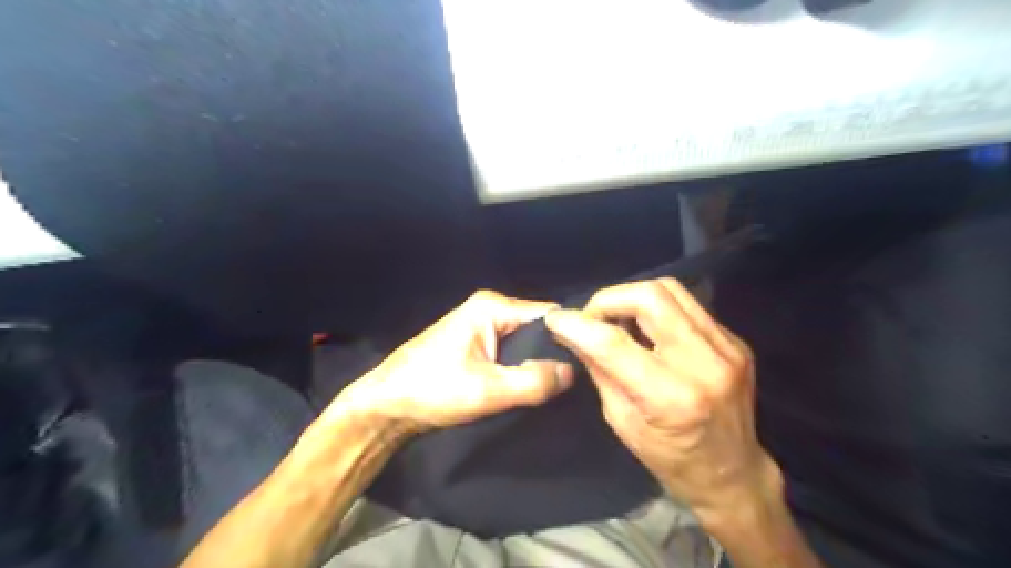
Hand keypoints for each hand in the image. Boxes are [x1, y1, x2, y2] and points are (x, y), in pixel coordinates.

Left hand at [336, 291, 575, 436]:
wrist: (387, 405)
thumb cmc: (432, 391)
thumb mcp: (487, 390)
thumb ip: (533, 381)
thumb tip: (574, 371)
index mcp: (493, 306)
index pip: (549, 315)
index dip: (571, 337)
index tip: (591, 363)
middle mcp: (490, 307)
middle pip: (539, 327)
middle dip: (556, 351)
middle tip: (576, 381)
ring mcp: (483, 324)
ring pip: (527, 340)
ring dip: (540, 361)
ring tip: (560, 385)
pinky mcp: (478, 342)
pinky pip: (513, 349)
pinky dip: (524, 365)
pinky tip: (534, 384)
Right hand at [546, 277, 780, 519]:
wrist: (732, 473)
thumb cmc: (670, 457)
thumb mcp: (621, 419)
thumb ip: (600, 369)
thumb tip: (574, 333)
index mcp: (671, 397)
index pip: (613, 343)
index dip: (577, 325)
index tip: (555, 319)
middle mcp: (704, 364)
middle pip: (649, 297)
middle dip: (608, 299)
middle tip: (592, 318)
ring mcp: (726, 348)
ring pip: (670, 290)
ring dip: (632, 297)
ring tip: (617, 318)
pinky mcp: (735, 341)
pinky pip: (687, 305)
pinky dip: (657, 309)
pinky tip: (648, 328)